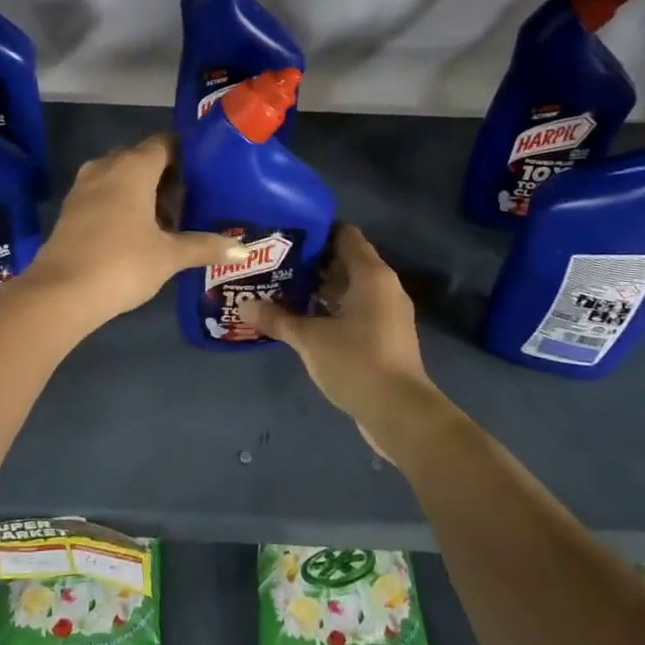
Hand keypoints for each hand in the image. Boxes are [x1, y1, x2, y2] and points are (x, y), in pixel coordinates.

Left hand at [23, 135, 244, 329]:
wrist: (60, 293)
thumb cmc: (122, 263)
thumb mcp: (169, 256)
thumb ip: (205, 247)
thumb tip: (243, 251)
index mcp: (133, 167)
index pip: (164, 143)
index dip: (186, 153)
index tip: (207, 168)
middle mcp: (106, 167)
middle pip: (143, 159)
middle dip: (167, 176)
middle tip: (194, 199)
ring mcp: (84, 187)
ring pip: (121, 177)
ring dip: (144, 192)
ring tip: (170, 219)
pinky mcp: (71, 209)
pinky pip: (104, 194)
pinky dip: (123, 204)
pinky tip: (139, 231)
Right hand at [248, 225, 447, 459]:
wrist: (400, 413)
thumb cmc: (356, 362)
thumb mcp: (310, 339)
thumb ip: (278, 319)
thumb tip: (245, 306)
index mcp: (372, 275)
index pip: (346, 235)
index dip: (317, 231)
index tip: (286, 235)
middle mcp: (384, 287)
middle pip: (346, 261)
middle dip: (312, 262)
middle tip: (275, 263)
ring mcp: (387, 314)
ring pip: (350, 289)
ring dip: (320, 289)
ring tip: (282, 289)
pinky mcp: (385, 337)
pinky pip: (355, 311)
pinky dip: (332, 310)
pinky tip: (303, 320)